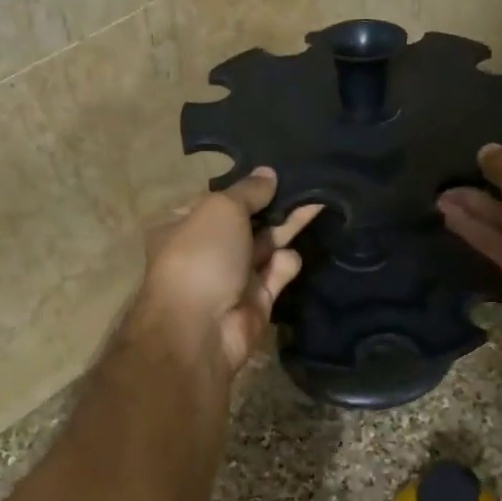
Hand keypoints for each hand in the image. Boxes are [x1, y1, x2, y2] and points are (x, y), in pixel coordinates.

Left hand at [131, 169, 324, 375]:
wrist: (202, 329)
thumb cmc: (201, 257)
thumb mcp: (221, 209)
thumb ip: (248, 191)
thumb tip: (268, 173)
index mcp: (184, 225)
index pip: (217, 200)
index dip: (245, 187)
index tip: (275, 172)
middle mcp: (207, 250)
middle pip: (247, 222)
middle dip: (274, 204)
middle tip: (308, 182)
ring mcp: (232, 277)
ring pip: (267, 245)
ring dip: (288, 227)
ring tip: (317, 201)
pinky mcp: (257, 301)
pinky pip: (277, 273)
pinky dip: (286, 264)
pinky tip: (290, 255)